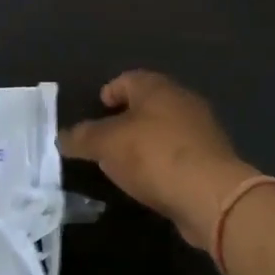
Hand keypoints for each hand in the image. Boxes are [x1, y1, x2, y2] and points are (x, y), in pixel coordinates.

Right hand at [59, 70, 254, 249]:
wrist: (211, 195)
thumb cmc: (154, 155)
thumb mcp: (106, 144)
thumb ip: (82, 138)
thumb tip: (62, 136)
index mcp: (157, 88)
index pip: (128, 78)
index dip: (109, 91)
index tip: (97, 109)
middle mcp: (183, 101)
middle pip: (148, 103)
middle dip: (127, 118)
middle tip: (105, 138)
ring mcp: (202, 131)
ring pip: (165, 129)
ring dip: (146, 142)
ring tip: (124, 163)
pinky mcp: (212, 160)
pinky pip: (179, 154)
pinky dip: (162, 163)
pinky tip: (150, 181)